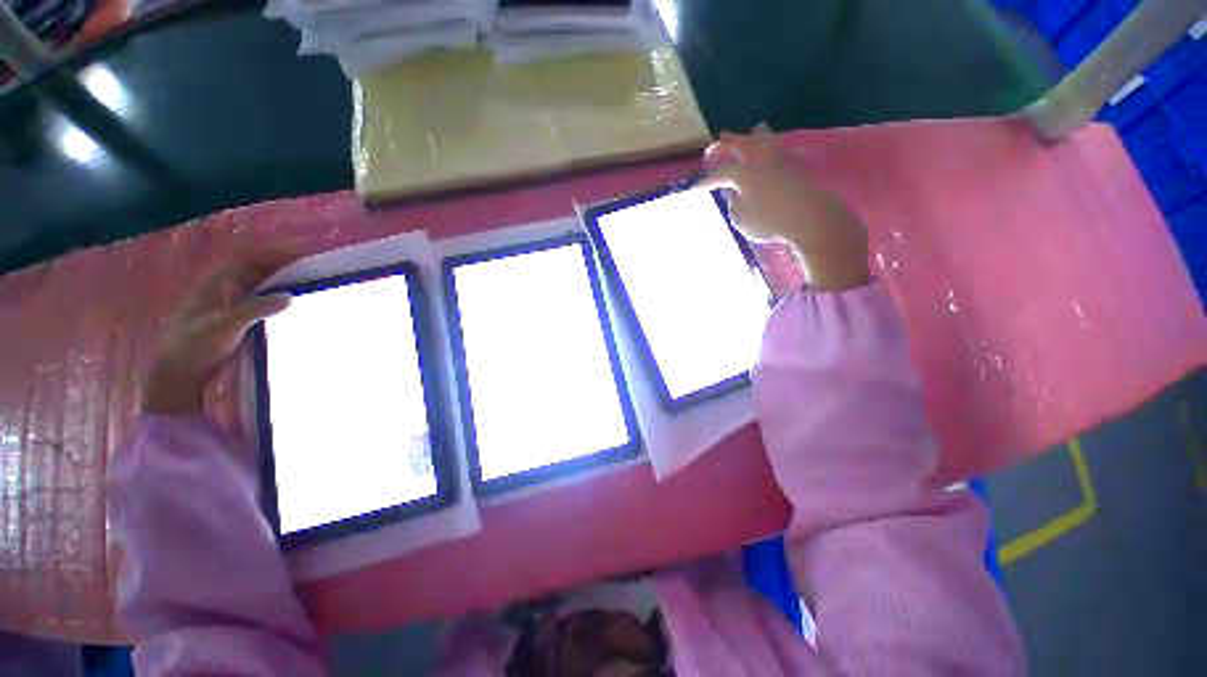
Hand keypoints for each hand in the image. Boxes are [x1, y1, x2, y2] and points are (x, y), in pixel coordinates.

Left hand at [142, 252, 293, 415]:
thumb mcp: (227, 325)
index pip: (246, 259)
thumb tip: (289, 297)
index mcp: (217, 284)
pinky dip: (274, 298)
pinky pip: (258, 301)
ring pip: (257, 286)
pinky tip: (288, 306)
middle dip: (279, 268)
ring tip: (304, 287)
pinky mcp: (235, 319)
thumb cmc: (197, 344)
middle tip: (307, 273)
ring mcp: (228, 304)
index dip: (270, 254)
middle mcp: (223, 289)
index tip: (297, 258)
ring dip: (278, 283)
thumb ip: (256, 309)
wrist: (180, 371)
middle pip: (254, 270)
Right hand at [699, 129, 870, 291]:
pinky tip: (772, 150)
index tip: (693, 186)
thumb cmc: (769, 220)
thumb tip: (734, 194)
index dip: (705, 181)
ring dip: (755, 137)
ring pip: (764, 142)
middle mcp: (759, 162)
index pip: (718, 175)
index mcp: (742, 173)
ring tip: (754, 130)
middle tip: (715, 144)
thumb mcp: (740, 218)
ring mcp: (778, 163)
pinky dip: (771, 148)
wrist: (810, 218)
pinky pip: (777, 153)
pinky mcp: (794, 170)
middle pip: (741, 146)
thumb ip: (733, 205)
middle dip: (727, 144)